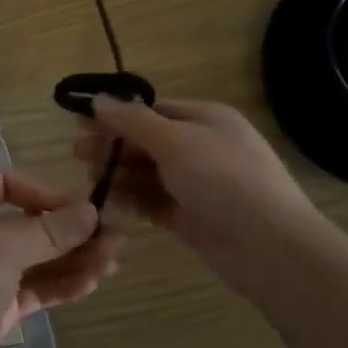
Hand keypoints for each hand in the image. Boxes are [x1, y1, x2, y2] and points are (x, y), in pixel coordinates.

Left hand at [0, 170, 120, 347]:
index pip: (5, 183)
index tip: (78, 206)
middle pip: (29, 222)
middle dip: (70, 229)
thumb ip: (50, 230)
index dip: (42, 190)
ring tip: (113, 263)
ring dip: (74, 258)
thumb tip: (91, 211)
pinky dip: (63, 284)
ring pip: (38, 257)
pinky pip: (37, 287)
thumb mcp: (4, 249)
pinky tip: (93, 284)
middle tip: (115, 239)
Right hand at [75, 97, 321, 299]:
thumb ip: (134, 122)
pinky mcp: (192, 217)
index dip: (116, 115)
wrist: (271, 248)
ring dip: (119, 174)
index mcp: (205, 119)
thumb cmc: (224, 181)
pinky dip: (132, 201)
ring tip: (88, 181)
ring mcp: (198, 185)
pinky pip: (154, 203)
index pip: (152, 109)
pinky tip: (107, 204)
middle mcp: (202, 147)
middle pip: (147, 141)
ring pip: (149, 174)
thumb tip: (99, 99)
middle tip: (76, 154)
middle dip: (113, 146)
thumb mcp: (176, 142)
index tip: (80, 123)